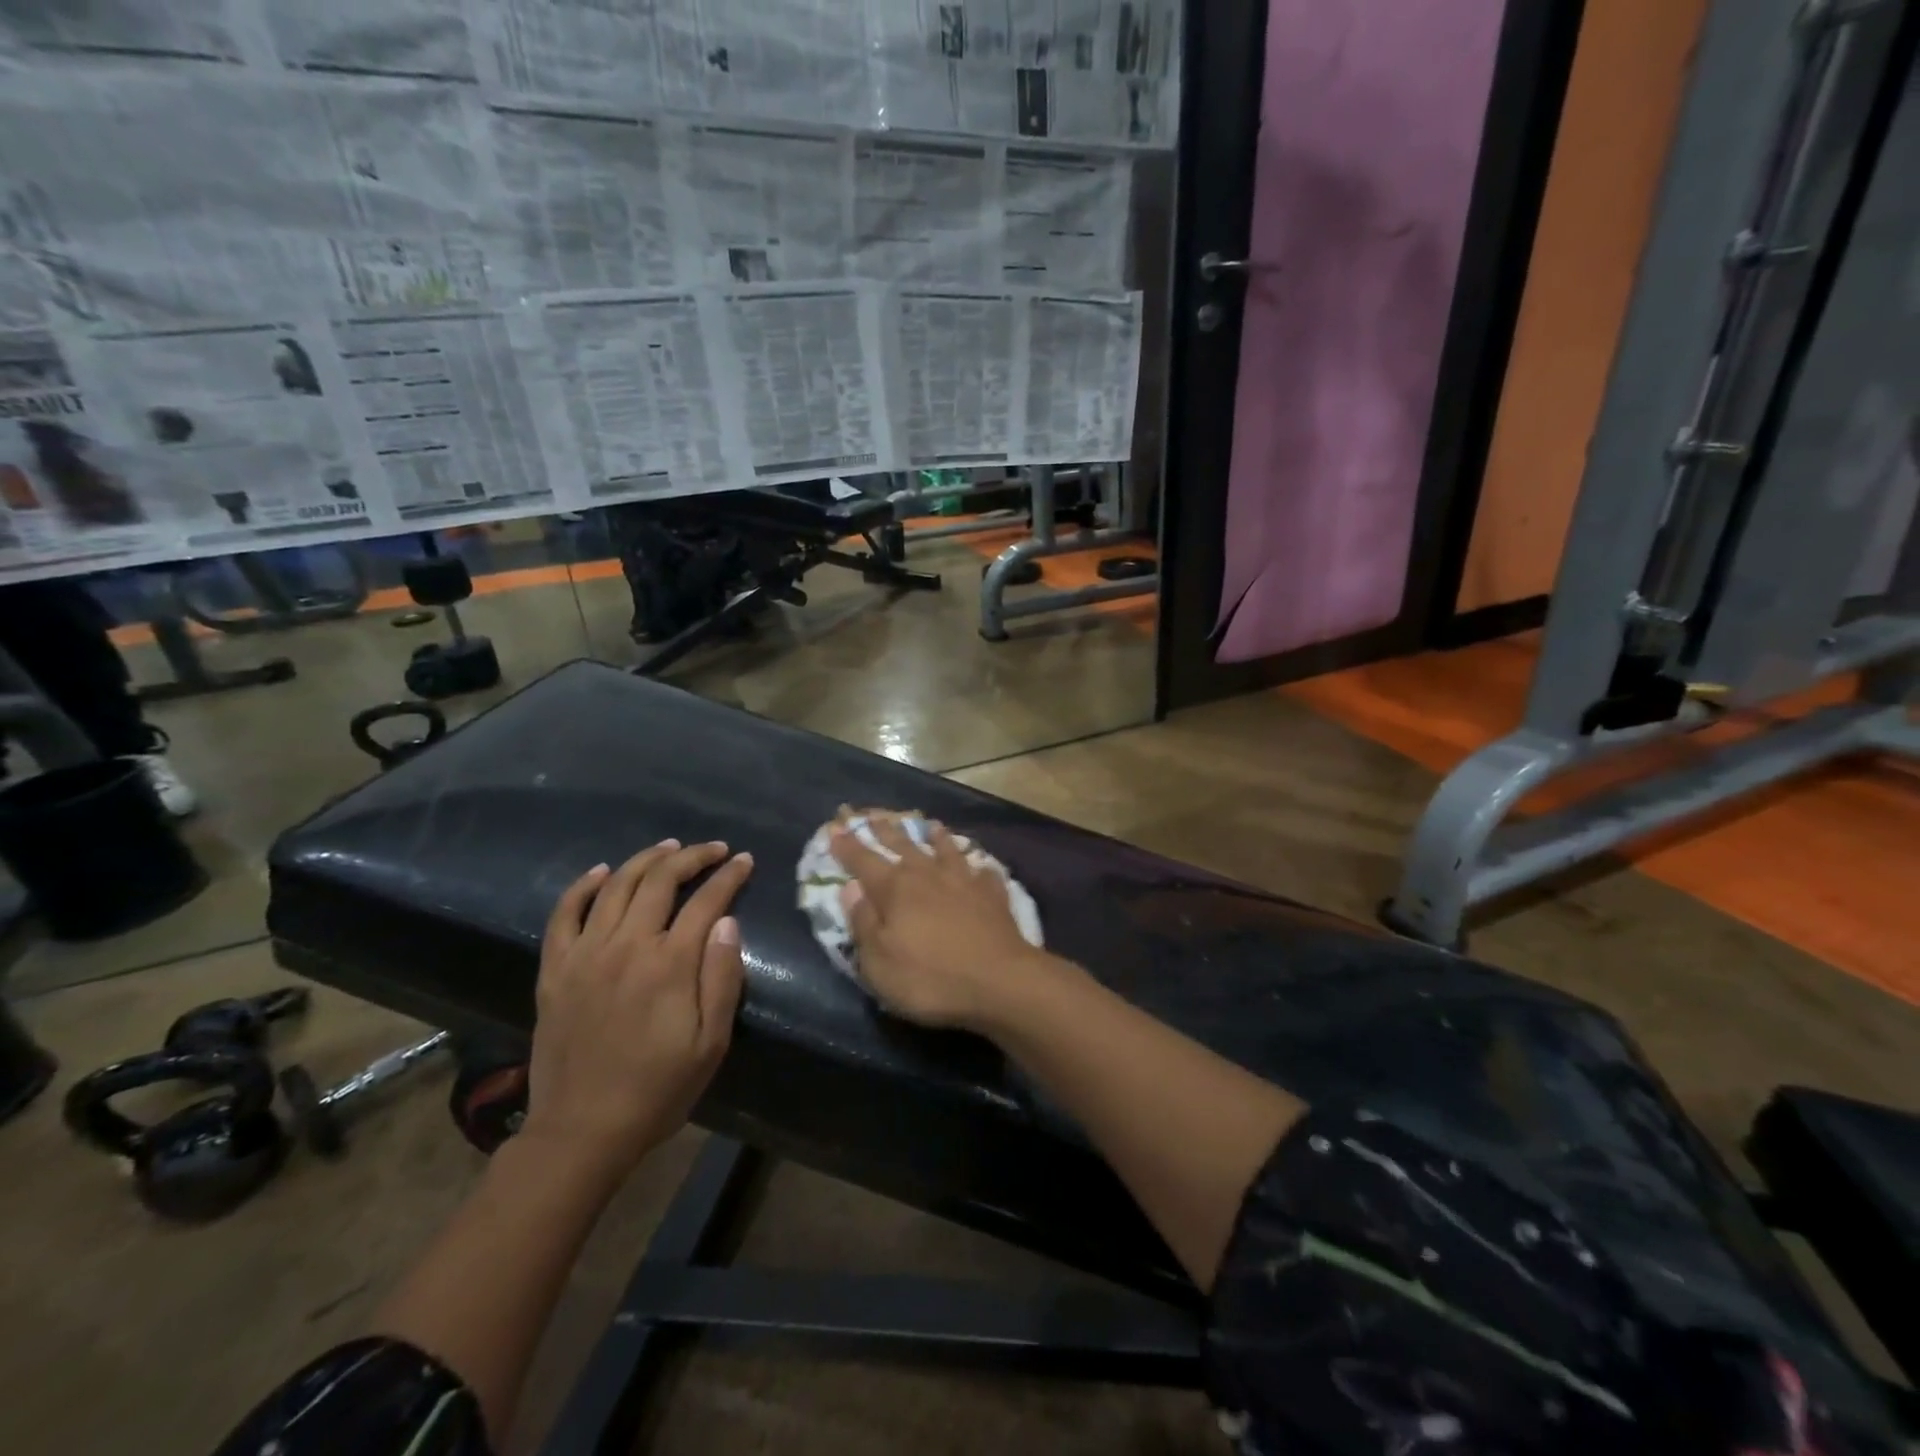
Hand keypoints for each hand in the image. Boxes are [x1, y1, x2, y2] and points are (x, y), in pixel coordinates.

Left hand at [522, 839, 752, 1178]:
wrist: (582, 1131)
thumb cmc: (658, 1089)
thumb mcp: (711, 1042)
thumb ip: (722, 978)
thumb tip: (728, 922)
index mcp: (670, 964)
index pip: (706, 901)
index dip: (729, 876)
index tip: (744, 861)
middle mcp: (626, 946)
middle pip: (660, 880)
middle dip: (692, 856)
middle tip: (713, 849)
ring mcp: (585, 955)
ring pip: (616, 886)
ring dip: (645, 860)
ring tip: (669, 848)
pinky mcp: (554, 970)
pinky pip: (564, 914)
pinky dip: (582, 886)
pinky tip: (600, 871)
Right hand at [830, 814, 1056, 1029]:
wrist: (1000, 981)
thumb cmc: (930, 978)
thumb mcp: (879, 963)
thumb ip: (863, 923)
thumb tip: (850, 889)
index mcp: (895, 890)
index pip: (863, 861)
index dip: (847, 846)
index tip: (835, 828)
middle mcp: (928, 876)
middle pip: (903, 846)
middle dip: (886, 831)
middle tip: (875, 815)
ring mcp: (964, 882)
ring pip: (946, 850)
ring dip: (935, 837)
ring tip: (930, 824)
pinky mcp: (993, 896)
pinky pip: (983, 873)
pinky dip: (978, 867)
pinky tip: (980, 866)